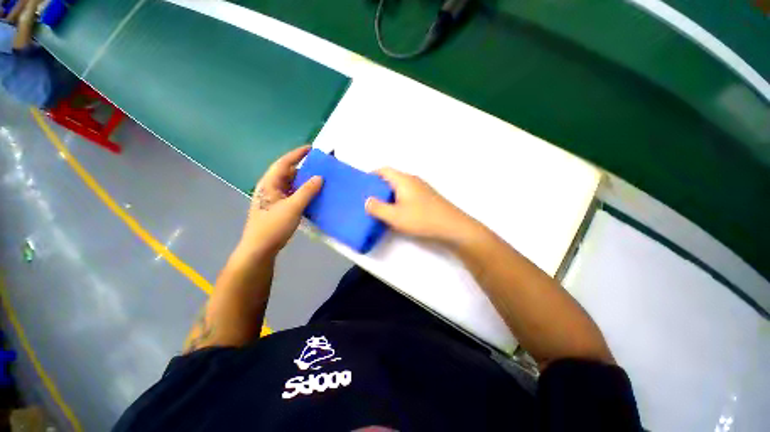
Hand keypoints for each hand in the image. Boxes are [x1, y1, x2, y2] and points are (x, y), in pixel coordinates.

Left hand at [239, 146, 322, 255]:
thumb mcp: (293, 207)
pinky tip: (313, 195)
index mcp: (269, 183)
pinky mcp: (279, 207)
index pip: (284, 163)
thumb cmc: (274, 226)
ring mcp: (274, 198)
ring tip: (320, 179)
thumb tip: (319, 177)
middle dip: (303, 168)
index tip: (311, 148)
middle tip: (320, 166)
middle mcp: (271, 188)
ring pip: (291, 185)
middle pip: (288, 173)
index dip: (297, 154)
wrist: (260, 248)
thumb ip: (307, 191)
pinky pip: (293, 194)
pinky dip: (303, 192)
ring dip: (304, 181)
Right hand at [365, 168, 479, 245]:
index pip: (384, 170)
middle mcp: (413, 180)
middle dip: (379, 186)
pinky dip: (399, 199)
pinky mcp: (427, 197)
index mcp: (404, 180)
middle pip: (392, 178)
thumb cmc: (421, 219)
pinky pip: (408, 194)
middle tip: (369, 198)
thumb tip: (367, 200)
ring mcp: (422, 188)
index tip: (363, 184)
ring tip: (381, 207)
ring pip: (400, 187)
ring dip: (389, 194)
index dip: (372, 174)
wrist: (452, 227)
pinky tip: (397, 212)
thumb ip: (377, 208)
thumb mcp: (395, 216)